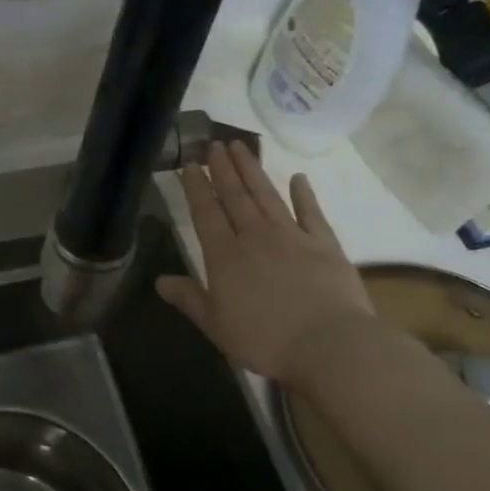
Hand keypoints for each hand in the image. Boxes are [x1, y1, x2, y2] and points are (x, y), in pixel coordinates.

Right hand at [156, 141, 374, 388]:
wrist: (330, 345)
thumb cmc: (265, 340)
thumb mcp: (215, 325)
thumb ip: (188, 299)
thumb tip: (159, 281)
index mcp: (224, 256)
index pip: (206, 213)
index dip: (196, 188)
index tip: (190, 165)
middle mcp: (255, 237)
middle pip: (235, 196)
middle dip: (222, 169)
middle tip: (214, 144)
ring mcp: (292, 237)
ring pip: (267, 196)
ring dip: (252, 171)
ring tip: (241, 147)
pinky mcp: (325, 245)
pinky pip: (311, 213)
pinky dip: (304, 194)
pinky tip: (298, 178)